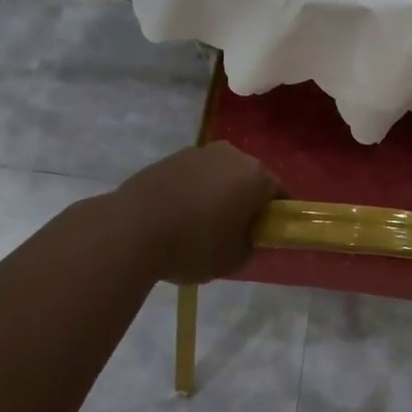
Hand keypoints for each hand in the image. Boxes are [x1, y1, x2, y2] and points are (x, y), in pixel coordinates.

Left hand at [112, 144, 283, 284]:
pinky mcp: (169, 158)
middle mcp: (231, 155)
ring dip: (217, 193)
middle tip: (234, 231)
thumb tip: (245, 237)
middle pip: (248, 178)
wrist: (132, 228)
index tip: (265, 234)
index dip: (275, 214)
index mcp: (255, 176)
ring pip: (218, 175)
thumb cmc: (194, 244)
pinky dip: (192, 191)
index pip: (279, 192)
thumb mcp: (233, 259)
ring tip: (200, 225)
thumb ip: (249, 245)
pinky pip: (192, 176)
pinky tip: (177, 216)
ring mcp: (198, 152)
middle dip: (245, 200)